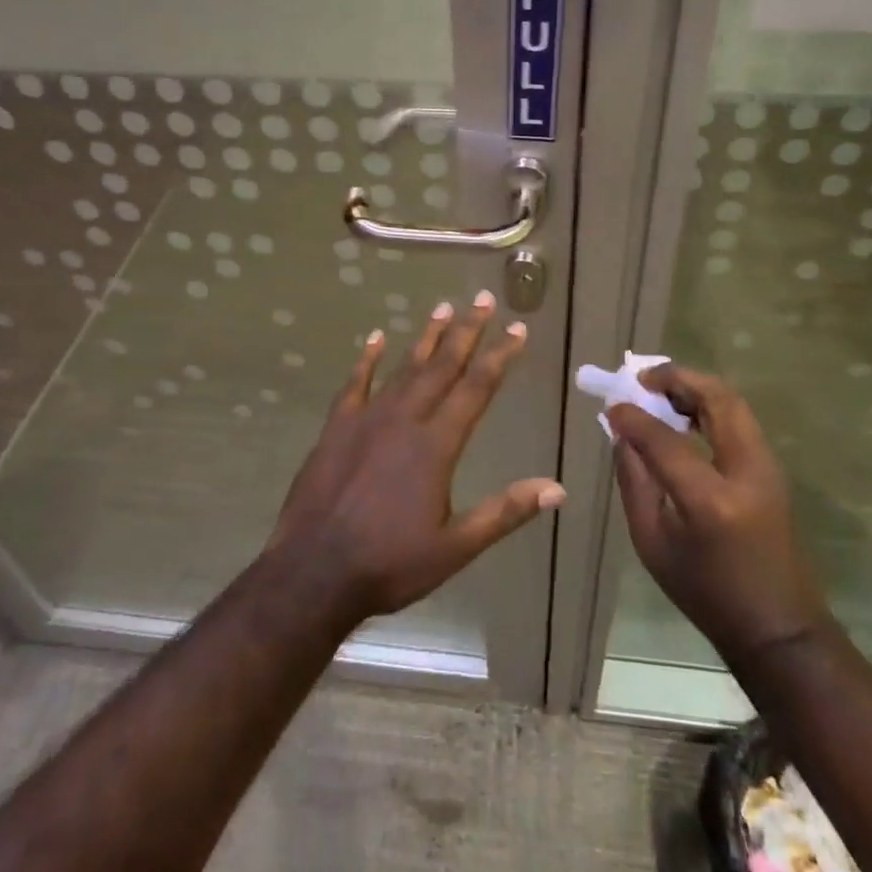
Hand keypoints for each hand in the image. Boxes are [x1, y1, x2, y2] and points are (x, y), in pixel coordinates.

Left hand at [268, 290, 564, 624]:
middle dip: (466, 331)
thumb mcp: (456, 546)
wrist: (314, 571)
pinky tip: (374, 338)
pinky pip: (355, 383)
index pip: (477, 388)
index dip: (499, 356)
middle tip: (483, 299)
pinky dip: (366, 359)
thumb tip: (557, 489)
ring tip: (443, 308)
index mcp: (437, 444)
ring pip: (404, 367)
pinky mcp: (337, 427)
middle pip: (442, 365)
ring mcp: (367, 418)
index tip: (517, 328)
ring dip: (426, 337)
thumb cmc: (390, 562)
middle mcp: (405, 419)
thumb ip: (505, 512)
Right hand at [609, 365, 825, 668]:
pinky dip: (710, 405)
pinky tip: (684, 415)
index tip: (611, 406)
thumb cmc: (706, 593)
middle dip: (677, 379)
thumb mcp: (653, 543)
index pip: (666, 438)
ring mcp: (767, 467)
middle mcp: (746, 472)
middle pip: (716, 399)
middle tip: (642, 379)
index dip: (634, 417)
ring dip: (695, 388)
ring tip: (660, 391)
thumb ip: (634, 482)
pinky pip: (739, 420)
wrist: (777, 627)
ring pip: (733, 403)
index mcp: (711, 500)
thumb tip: (622, 435)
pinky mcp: (772, 469)